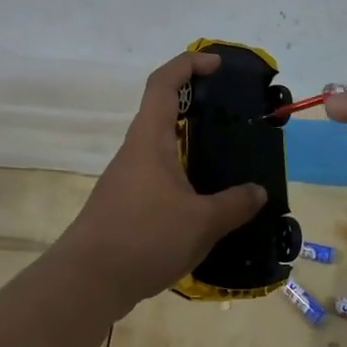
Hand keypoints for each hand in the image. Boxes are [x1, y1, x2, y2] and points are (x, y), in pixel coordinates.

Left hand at [54, 52, 267, 307]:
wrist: (87, 282)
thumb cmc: (144, 238)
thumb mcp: (202, 222)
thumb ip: (234, 205)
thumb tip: (258, 192)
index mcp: (150, 140)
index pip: (164, 83)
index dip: (189, 64)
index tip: (217, 64)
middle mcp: (135, 151)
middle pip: (163, 112)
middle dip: (196, 105)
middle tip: (232, 115)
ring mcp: (127, 179)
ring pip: (161, 147)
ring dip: (190, 145)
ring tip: (226, 160)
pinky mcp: (125, 204)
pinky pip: (159, 176)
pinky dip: (183, 175)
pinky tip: (204, 201)